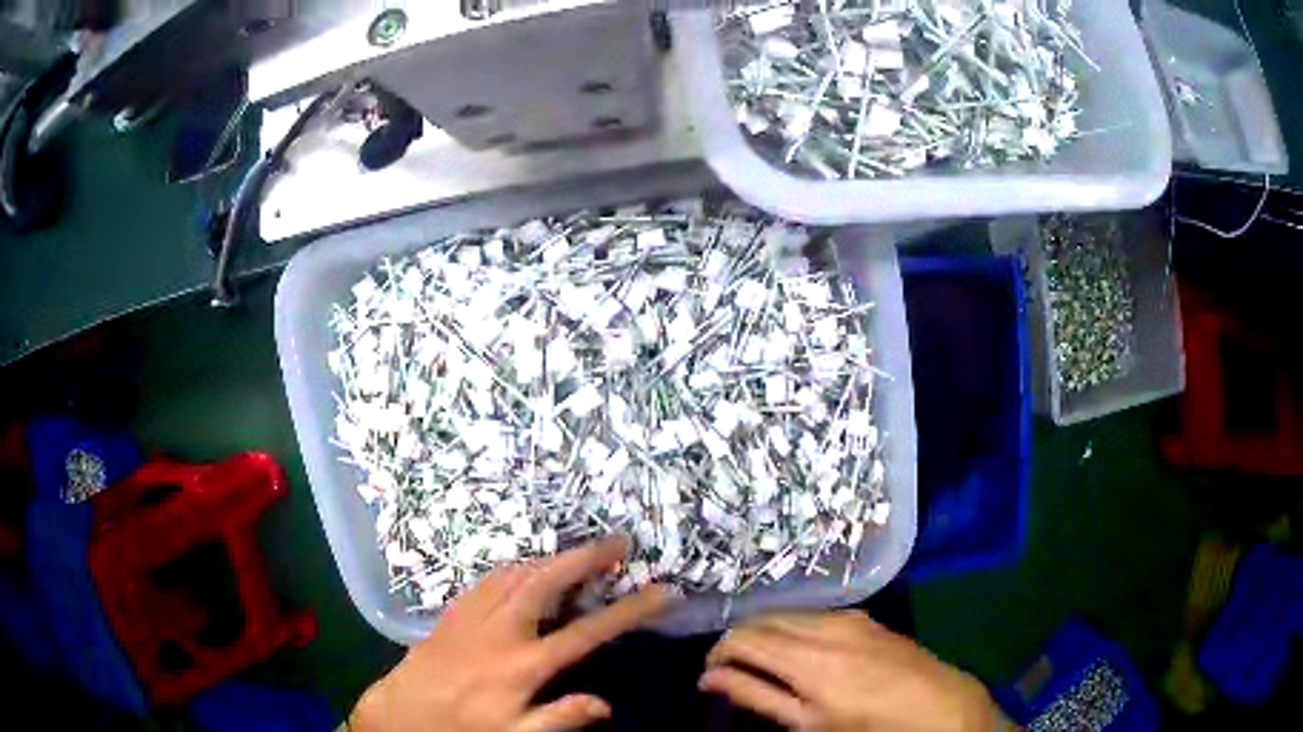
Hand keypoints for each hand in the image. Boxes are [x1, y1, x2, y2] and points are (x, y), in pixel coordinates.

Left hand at [351, 536, 677, 731]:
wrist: (402, 714)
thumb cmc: (463, 728)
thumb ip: (560, 718)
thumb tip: (605, 704)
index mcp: (522, 665)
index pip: (587, 632)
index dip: (628, 610)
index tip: (661, 591)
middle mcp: (500, 631)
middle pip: (547, 581)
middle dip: (585, 558)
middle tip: (619, 543)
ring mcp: (473, 615)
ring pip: (516, 572)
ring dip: (552, 558)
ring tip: (581, 553)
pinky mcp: (453, 611)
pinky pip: (488, 578)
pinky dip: (516, 567)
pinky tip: (527, 568)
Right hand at [701, 611, 1005, 731]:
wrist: (936, 705)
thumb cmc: (867, 725)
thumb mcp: (807, 723)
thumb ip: (756, 696)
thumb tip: (710, 678)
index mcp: (805, 658)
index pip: (741, 637)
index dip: (717, 653)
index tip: (709, 675)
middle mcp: (823, 626)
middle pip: (762, 619)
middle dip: (739, 641)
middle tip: (732, 671)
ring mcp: (847, 616)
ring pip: (788, 614)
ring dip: (767, 633)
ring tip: (766, 664)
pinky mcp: (864, 617)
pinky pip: (814, 614)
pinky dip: (795, 628)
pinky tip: (801, 652)